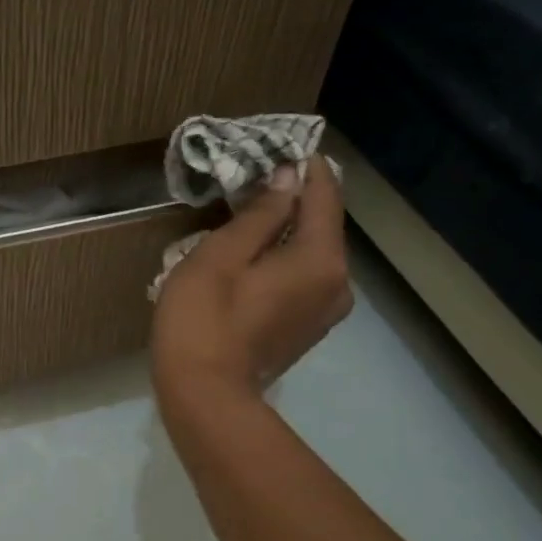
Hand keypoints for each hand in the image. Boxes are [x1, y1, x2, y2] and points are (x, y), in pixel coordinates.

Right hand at [151, 155, 352, 393]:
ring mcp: (326, 309)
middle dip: (292, 197)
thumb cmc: (203, 319)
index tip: (278, 145)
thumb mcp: (220, 255)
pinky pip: (303, 277)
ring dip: (284, 230)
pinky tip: (251, 256)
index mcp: (320, 258)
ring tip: (246, 214)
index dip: (304, 166)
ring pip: (311, 252)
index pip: (323, 195)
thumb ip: (259, 214)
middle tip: (253, 177)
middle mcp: (338, 282)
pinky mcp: (307, 327)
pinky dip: (283, 259)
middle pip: (320, 224)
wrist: (204, 395)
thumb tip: (288, 179)